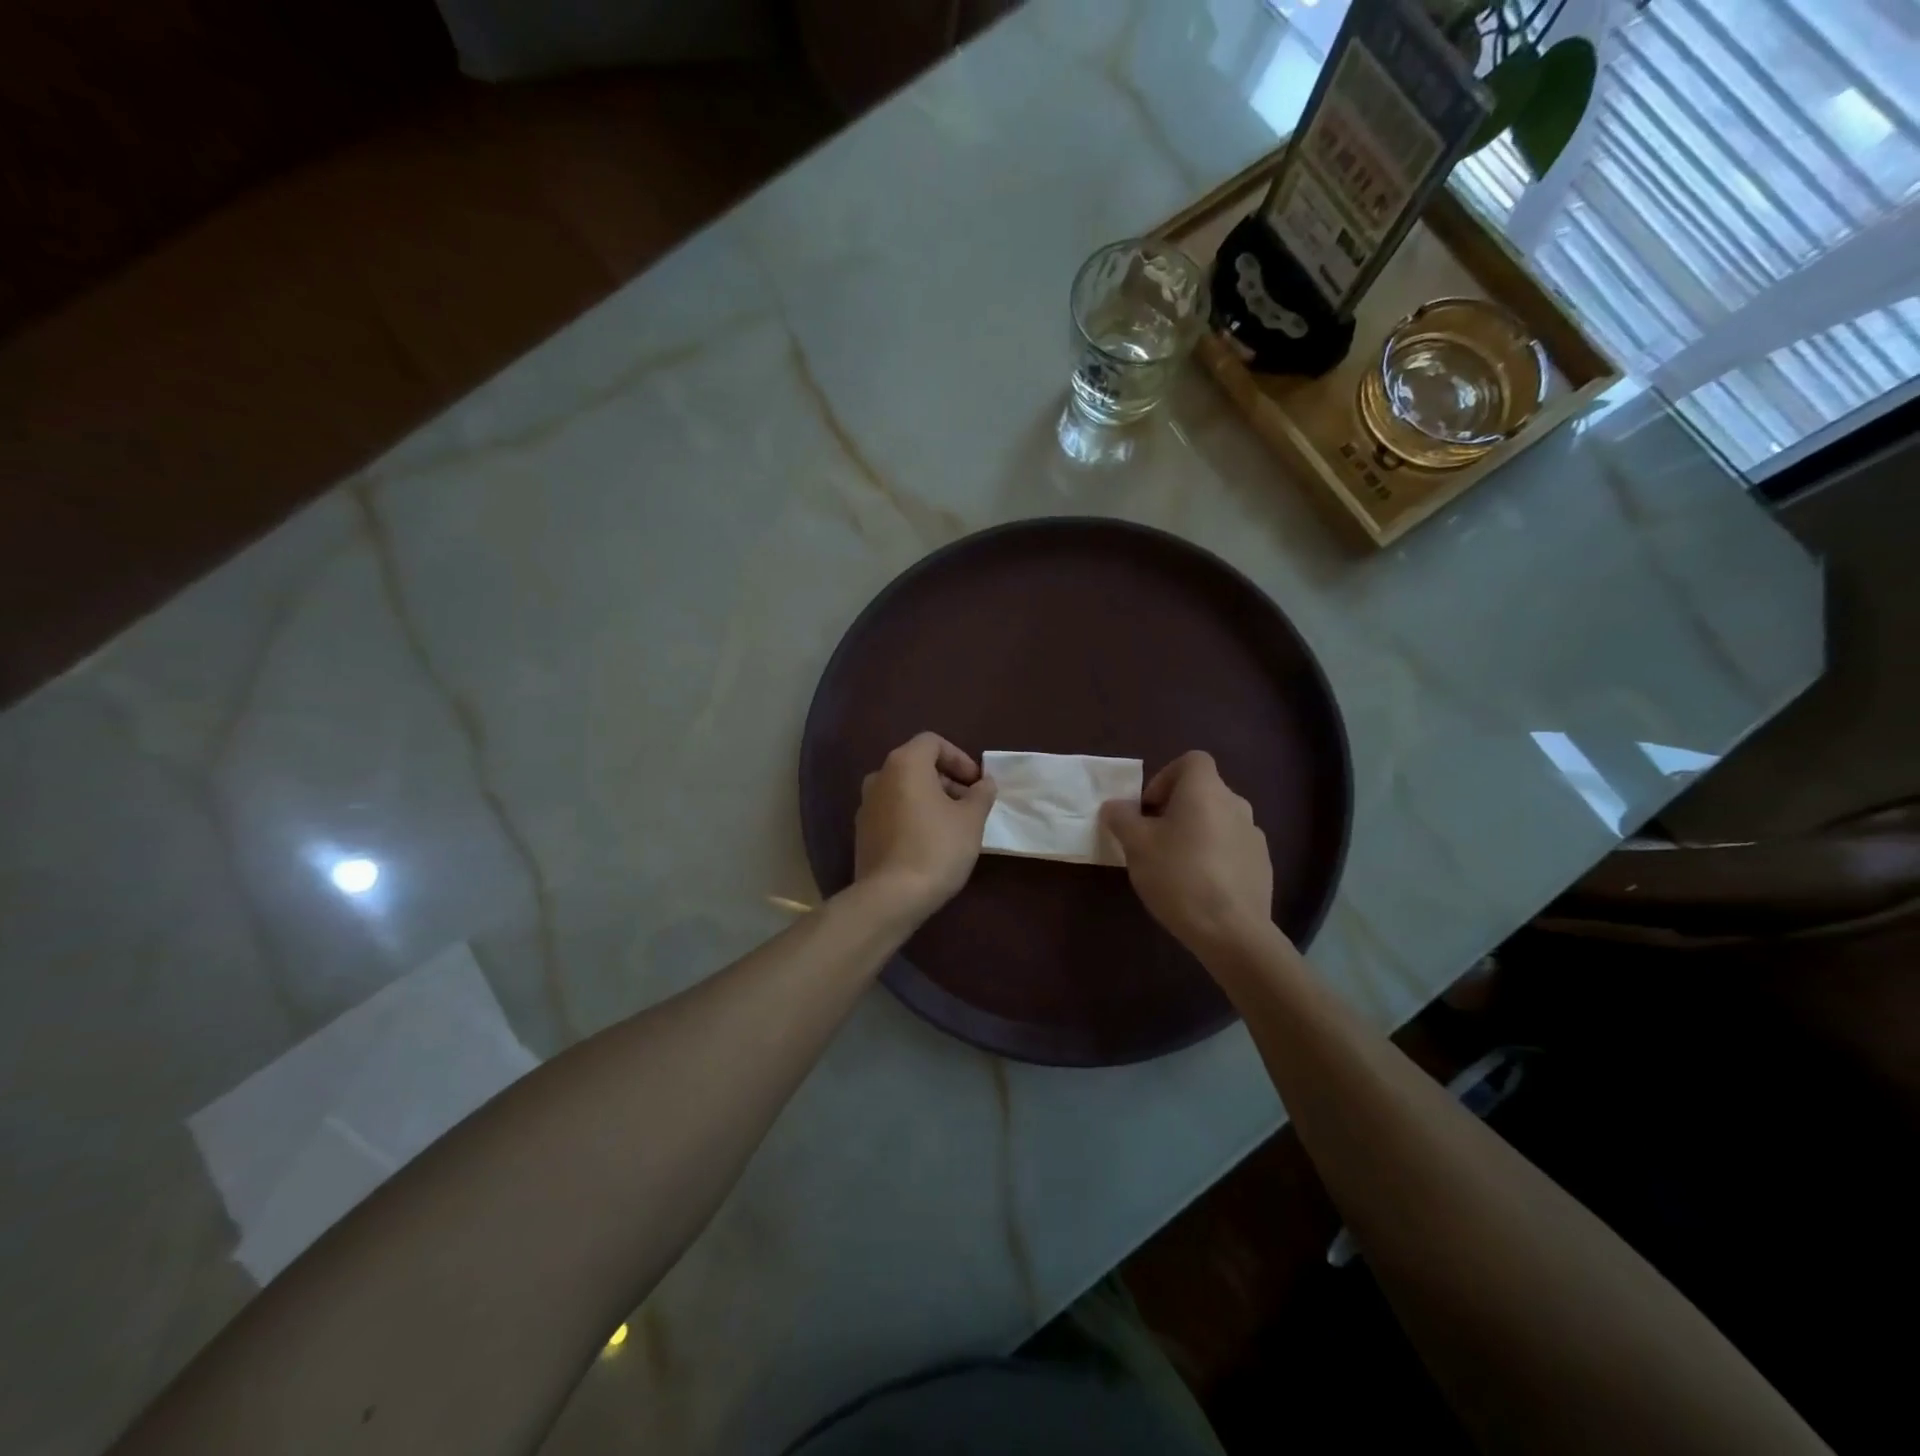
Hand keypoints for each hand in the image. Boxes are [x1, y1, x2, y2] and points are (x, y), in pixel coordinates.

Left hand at [854, 733, 997, 921]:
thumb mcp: (971, 820)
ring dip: (930, 799)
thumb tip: (984, 783)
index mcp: (904, 764)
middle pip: (917, 765)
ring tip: (953, 825)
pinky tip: (930, 842)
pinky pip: (892, 811)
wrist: (891, 896)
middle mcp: (879, 777)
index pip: (933, 742)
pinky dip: (913, 816)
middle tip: (970, 804)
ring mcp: (866, 805)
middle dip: (947, 779)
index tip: (977, 783)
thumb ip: (981, 794)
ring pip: (904, 789)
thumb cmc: (936, 848)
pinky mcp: (862, 831)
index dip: (959, 758)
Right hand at [1100, 751, 1276, 956]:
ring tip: (1175, 867)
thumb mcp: (1136, 845)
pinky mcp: (1262, 865)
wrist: (1232, 931)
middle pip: (1203, 792)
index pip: (1191, 760)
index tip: (1149, 809)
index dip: (1165, 777)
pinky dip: (1214, 856)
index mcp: (1206, 790)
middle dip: (1175, 809)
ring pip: (1217, 821)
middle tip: (1153, 840)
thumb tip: (1115, 806)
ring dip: (1196, 833)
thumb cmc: (1178, 876)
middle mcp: (1235, 804)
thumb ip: (1121, 818)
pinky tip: (1200, 887)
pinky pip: (1232, 847)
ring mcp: (1254, 835)